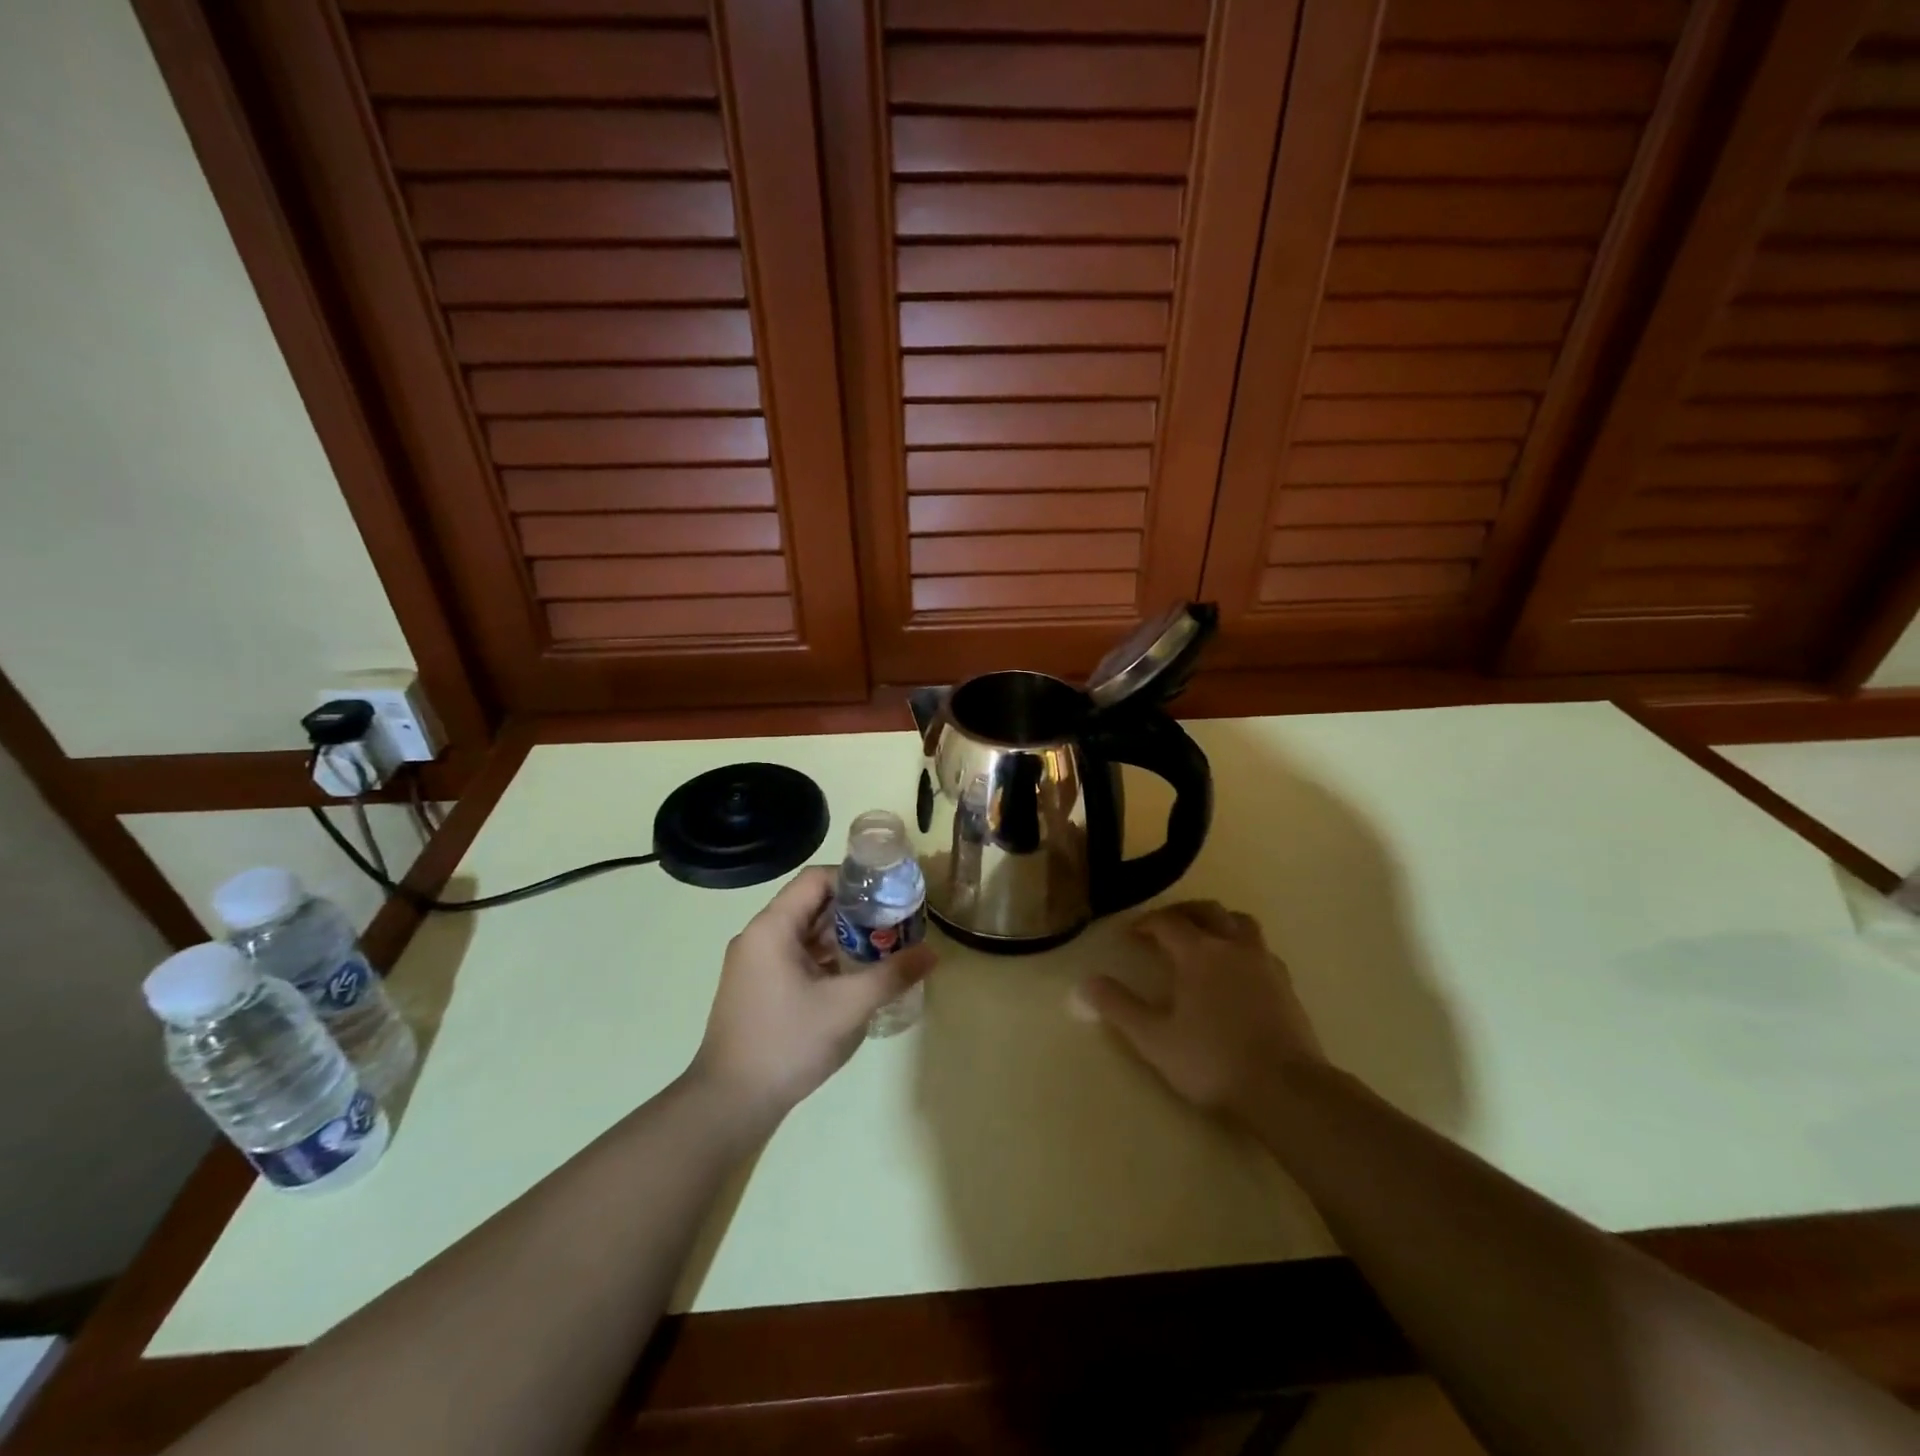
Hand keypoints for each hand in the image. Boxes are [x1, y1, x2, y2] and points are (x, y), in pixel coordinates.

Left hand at [689, 867, 934, 1120]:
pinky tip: (856, 976)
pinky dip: (827, 959)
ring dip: (843, 936)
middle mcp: (759, 936)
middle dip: (856, 910)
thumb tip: (932, 953)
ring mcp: (755, 964)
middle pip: (812, 904)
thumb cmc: (787, 1043)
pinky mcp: (758, 988)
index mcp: (772, 927)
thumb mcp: (847, 1007)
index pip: (817, 878)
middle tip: (895, 922)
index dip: (855, 879)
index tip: (890, 894)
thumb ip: (891, 975)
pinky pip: (797, 957)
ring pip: (806, 933)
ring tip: (884, 947)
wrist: (729, 1104)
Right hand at [1079, 900, 1324, 1119]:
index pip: (1167, 922)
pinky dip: (1242, 947)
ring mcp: (1264, 962)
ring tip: (1204, 939)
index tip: (1130, 935)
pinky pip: (1261, 949)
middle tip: (1163, 928)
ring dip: (1218, 922)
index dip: (1145, 923)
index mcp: (1199, 952)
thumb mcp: (1154, 1039)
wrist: (1285, 1089)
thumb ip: (1119, 1007)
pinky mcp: (1286, 984)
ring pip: (1240, 922)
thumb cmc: (1212, 1061)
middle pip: (1206, 910)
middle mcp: (1232, 946)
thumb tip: (1087, 982)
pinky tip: (1237, 970)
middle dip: (1181, 913)